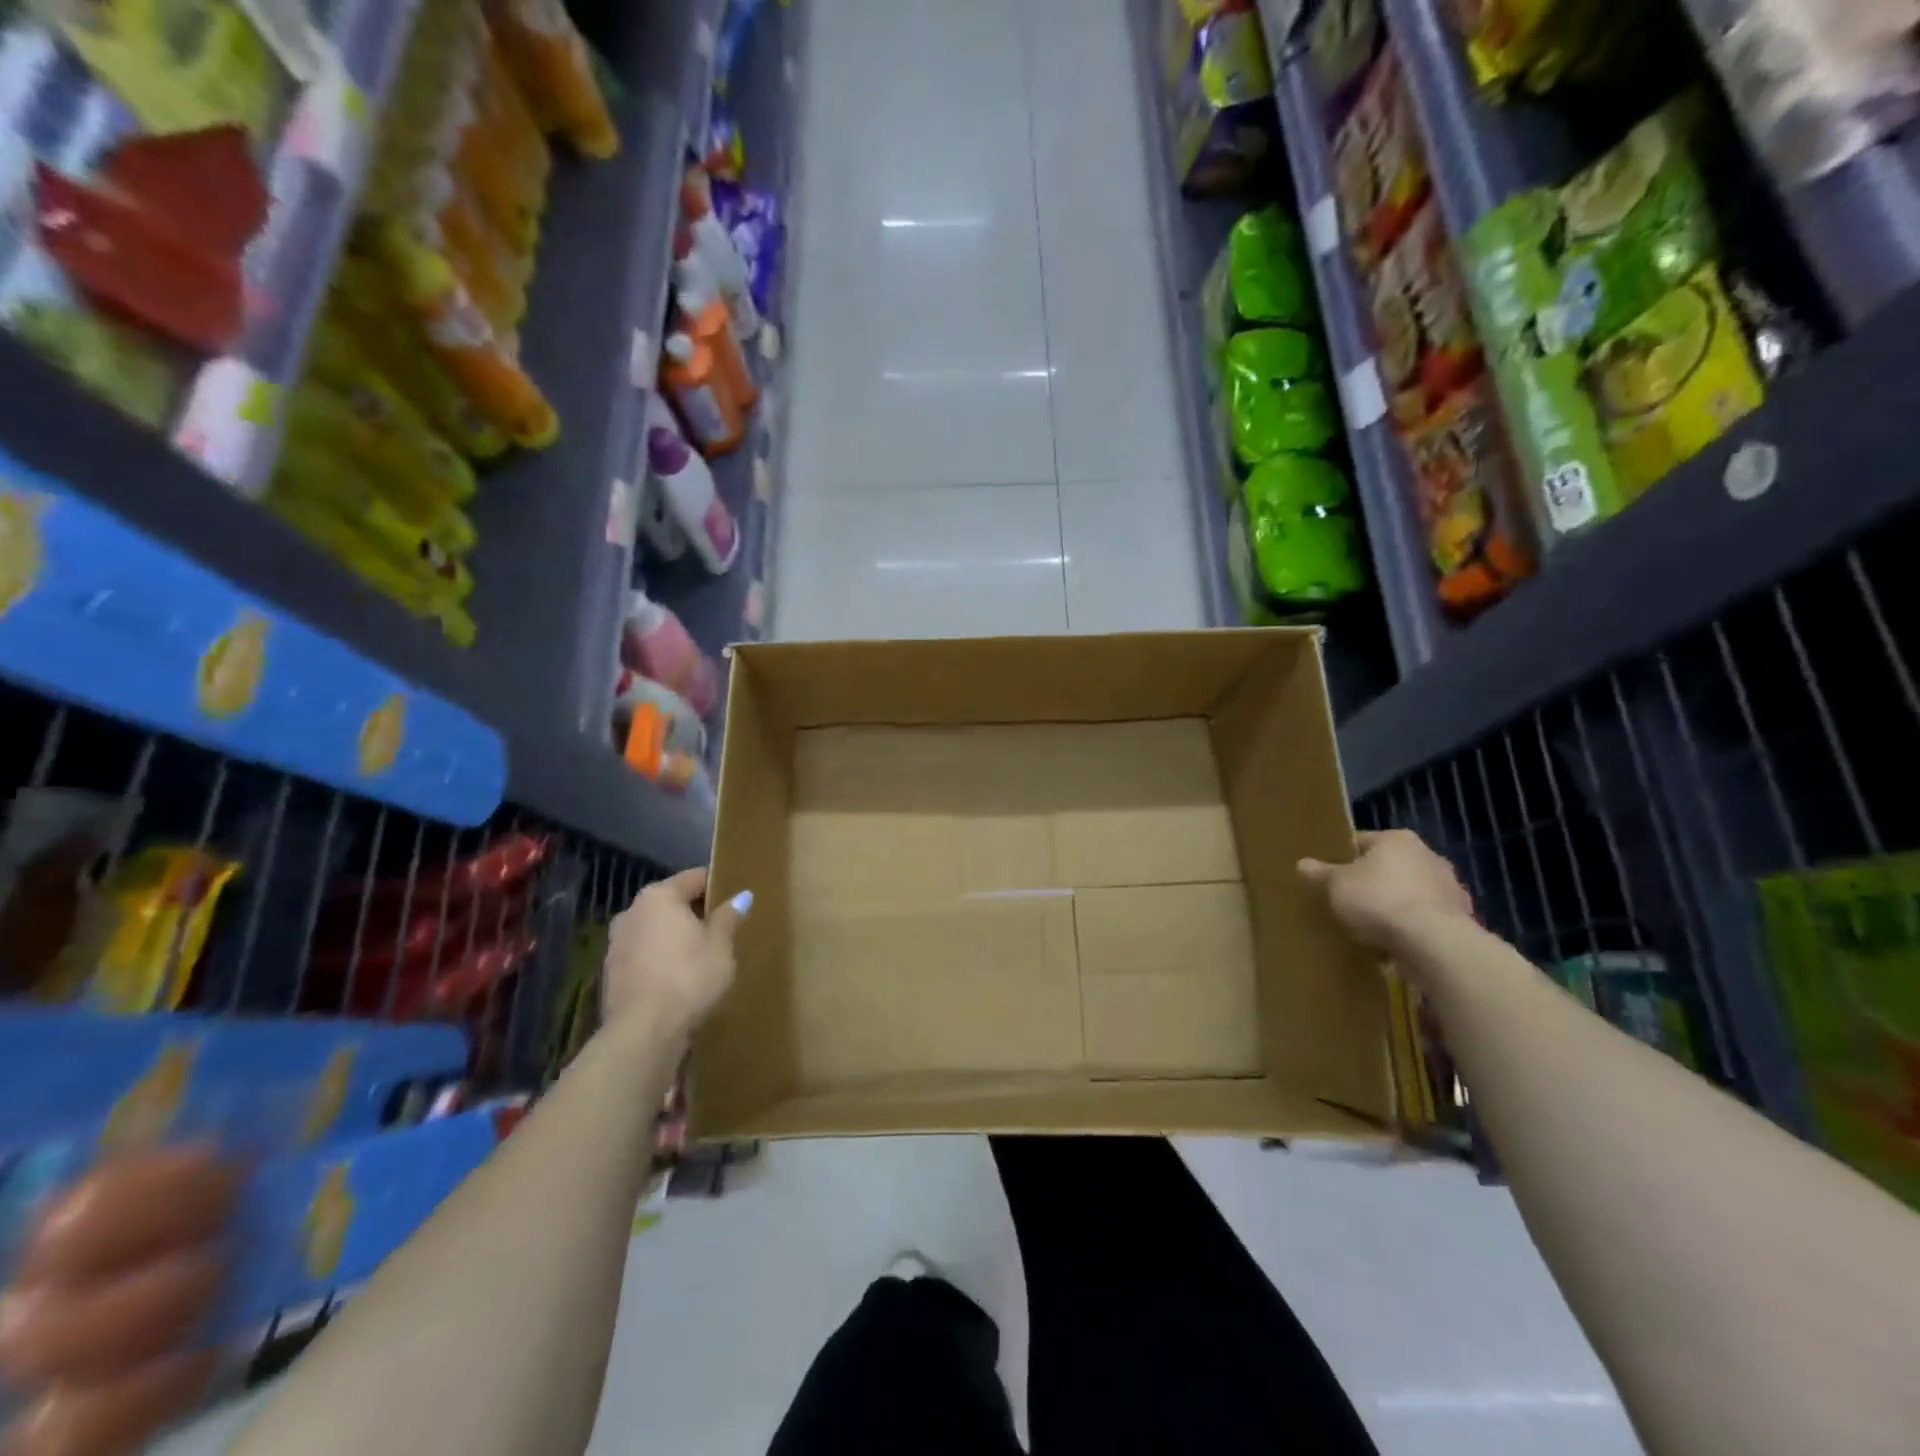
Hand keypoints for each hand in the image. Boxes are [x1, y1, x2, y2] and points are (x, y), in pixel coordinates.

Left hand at [602, 868, 745, 1041]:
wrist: (644, 1032)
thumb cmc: (689, 977)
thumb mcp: (720, 945)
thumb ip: (728, 917)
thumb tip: (741, 896)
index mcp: (659, 896)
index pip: (694, 878)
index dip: (717, 884)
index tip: (735, 897)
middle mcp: (631, 912)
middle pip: (671, 903)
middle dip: (695, 913)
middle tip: (723, 929)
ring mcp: (616, 944)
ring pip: (655, 930)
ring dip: (675, 938)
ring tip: (702, 956)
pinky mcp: (611, 974)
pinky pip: (644, 956)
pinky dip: (661, 960)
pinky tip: (679, 978)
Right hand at [1298, 830, 1473, 951]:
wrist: (1432, 942)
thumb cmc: (1377, 900)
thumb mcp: (1336, 885)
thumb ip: (1320, 873)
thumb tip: (1302, 863)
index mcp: (1397, 840)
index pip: (1362, 842)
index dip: (1342, 858)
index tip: (1329, 876)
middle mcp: (1429, 856)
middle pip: (1390, 867)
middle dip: (1372, 882)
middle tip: (1349, 901)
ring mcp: (1450, 888)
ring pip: (1411, 894)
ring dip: (1395, 906)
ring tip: (1371, 928)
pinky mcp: (1461, 920)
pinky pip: (1426, 920)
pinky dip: (1413, 929)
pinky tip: (1395, 945)